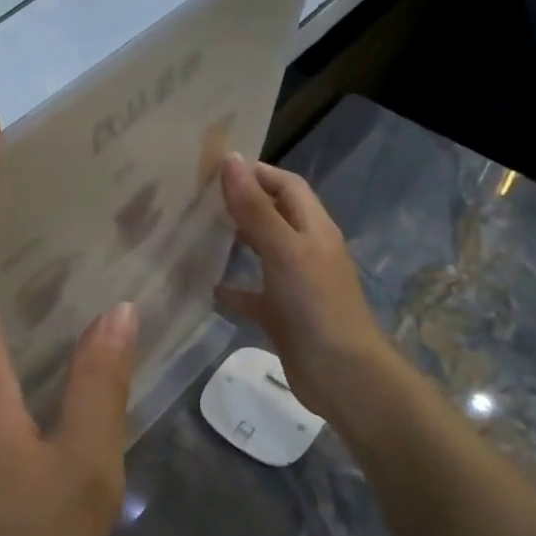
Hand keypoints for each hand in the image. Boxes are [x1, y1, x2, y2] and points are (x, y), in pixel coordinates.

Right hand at [214, 154, 390, 427]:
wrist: (341, 374)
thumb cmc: (315, 304)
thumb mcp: (284, 249)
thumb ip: (255, 207)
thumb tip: (231, 160)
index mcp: (313, 229)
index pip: (287, 186)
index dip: (257, 172)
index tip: (215, 168)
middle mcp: (305, 251)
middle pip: (273, 215)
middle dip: (241, 203)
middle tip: (196, 197)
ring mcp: (294, 284)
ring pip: (261, 252)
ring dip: (234, 241)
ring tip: (194, 232)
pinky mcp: (281, 314)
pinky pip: (252, 294)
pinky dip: (230, 287)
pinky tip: (204, 286)